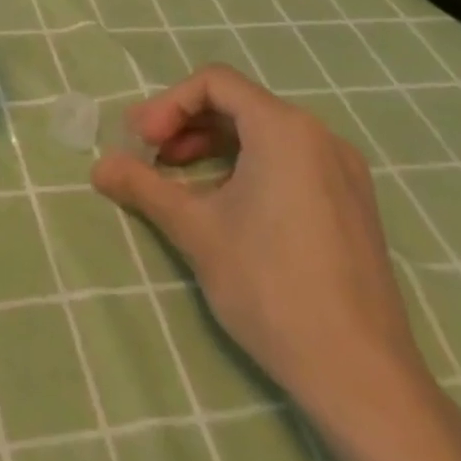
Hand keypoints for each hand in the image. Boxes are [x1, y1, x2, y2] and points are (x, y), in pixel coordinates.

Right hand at [92, 63, 418, 409]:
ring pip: (264, 134)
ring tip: (178, 180)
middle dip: (185, 124)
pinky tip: (225, 205)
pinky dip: (248, 166)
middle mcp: (320, 137)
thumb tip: (98, 167)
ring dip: (212, 146)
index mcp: (284, 129)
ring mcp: (344, 172)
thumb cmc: (270, 286)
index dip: (167, 104)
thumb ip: (143, 186)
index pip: (214, 83)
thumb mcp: (194, 229)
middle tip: (149, 156)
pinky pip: (291, 161)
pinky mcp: (354, 206)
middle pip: (238, 105)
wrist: (362, 377)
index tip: (141, 142)